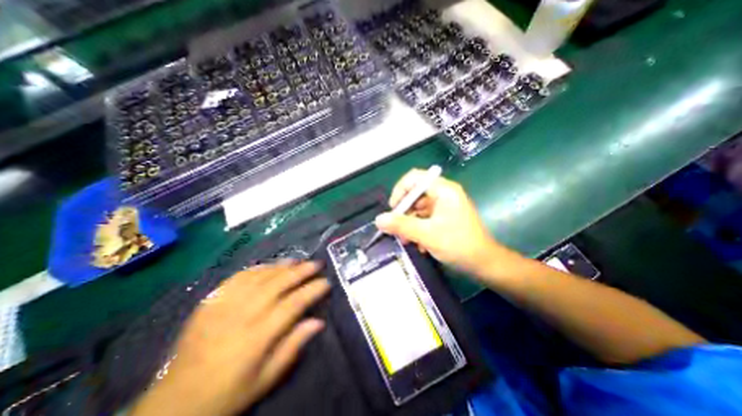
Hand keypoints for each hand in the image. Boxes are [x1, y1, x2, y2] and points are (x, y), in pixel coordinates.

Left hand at [130, 262, 329, 415]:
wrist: (175, 403)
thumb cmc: (229, 393)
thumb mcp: (267, 378)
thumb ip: (293, 346)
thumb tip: (318, 322)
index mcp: (259, 336)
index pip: (294, 304)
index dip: (313, 290)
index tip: (326, 282)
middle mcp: (243, 314)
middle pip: (279, 283)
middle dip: (302, 271)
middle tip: (317, 263)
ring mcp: (225, 305)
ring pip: (261, 276)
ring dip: (282, 266)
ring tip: (298, 260)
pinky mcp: (211, 301)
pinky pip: (239, 277)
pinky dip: (258, 268)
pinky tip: (269, 266)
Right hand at [377, 170, 510, 278]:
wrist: (484, 264)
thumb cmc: (458, 245)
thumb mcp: (427, 234)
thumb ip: (401, 225)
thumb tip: (378, 219)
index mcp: (443, 190)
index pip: (415, 179)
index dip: (400, 191)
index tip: (393, 210)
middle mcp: (443, 194)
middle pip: (415, 195)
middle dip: (404, 212)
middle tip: (396, 229)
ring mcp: (444, 206)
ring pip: (418, 209)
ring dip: (409, 224)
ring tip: (406, 241)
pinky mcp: (444, 217)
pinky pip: (424, 218)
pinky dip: (418, 229)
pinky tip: (418, 244)